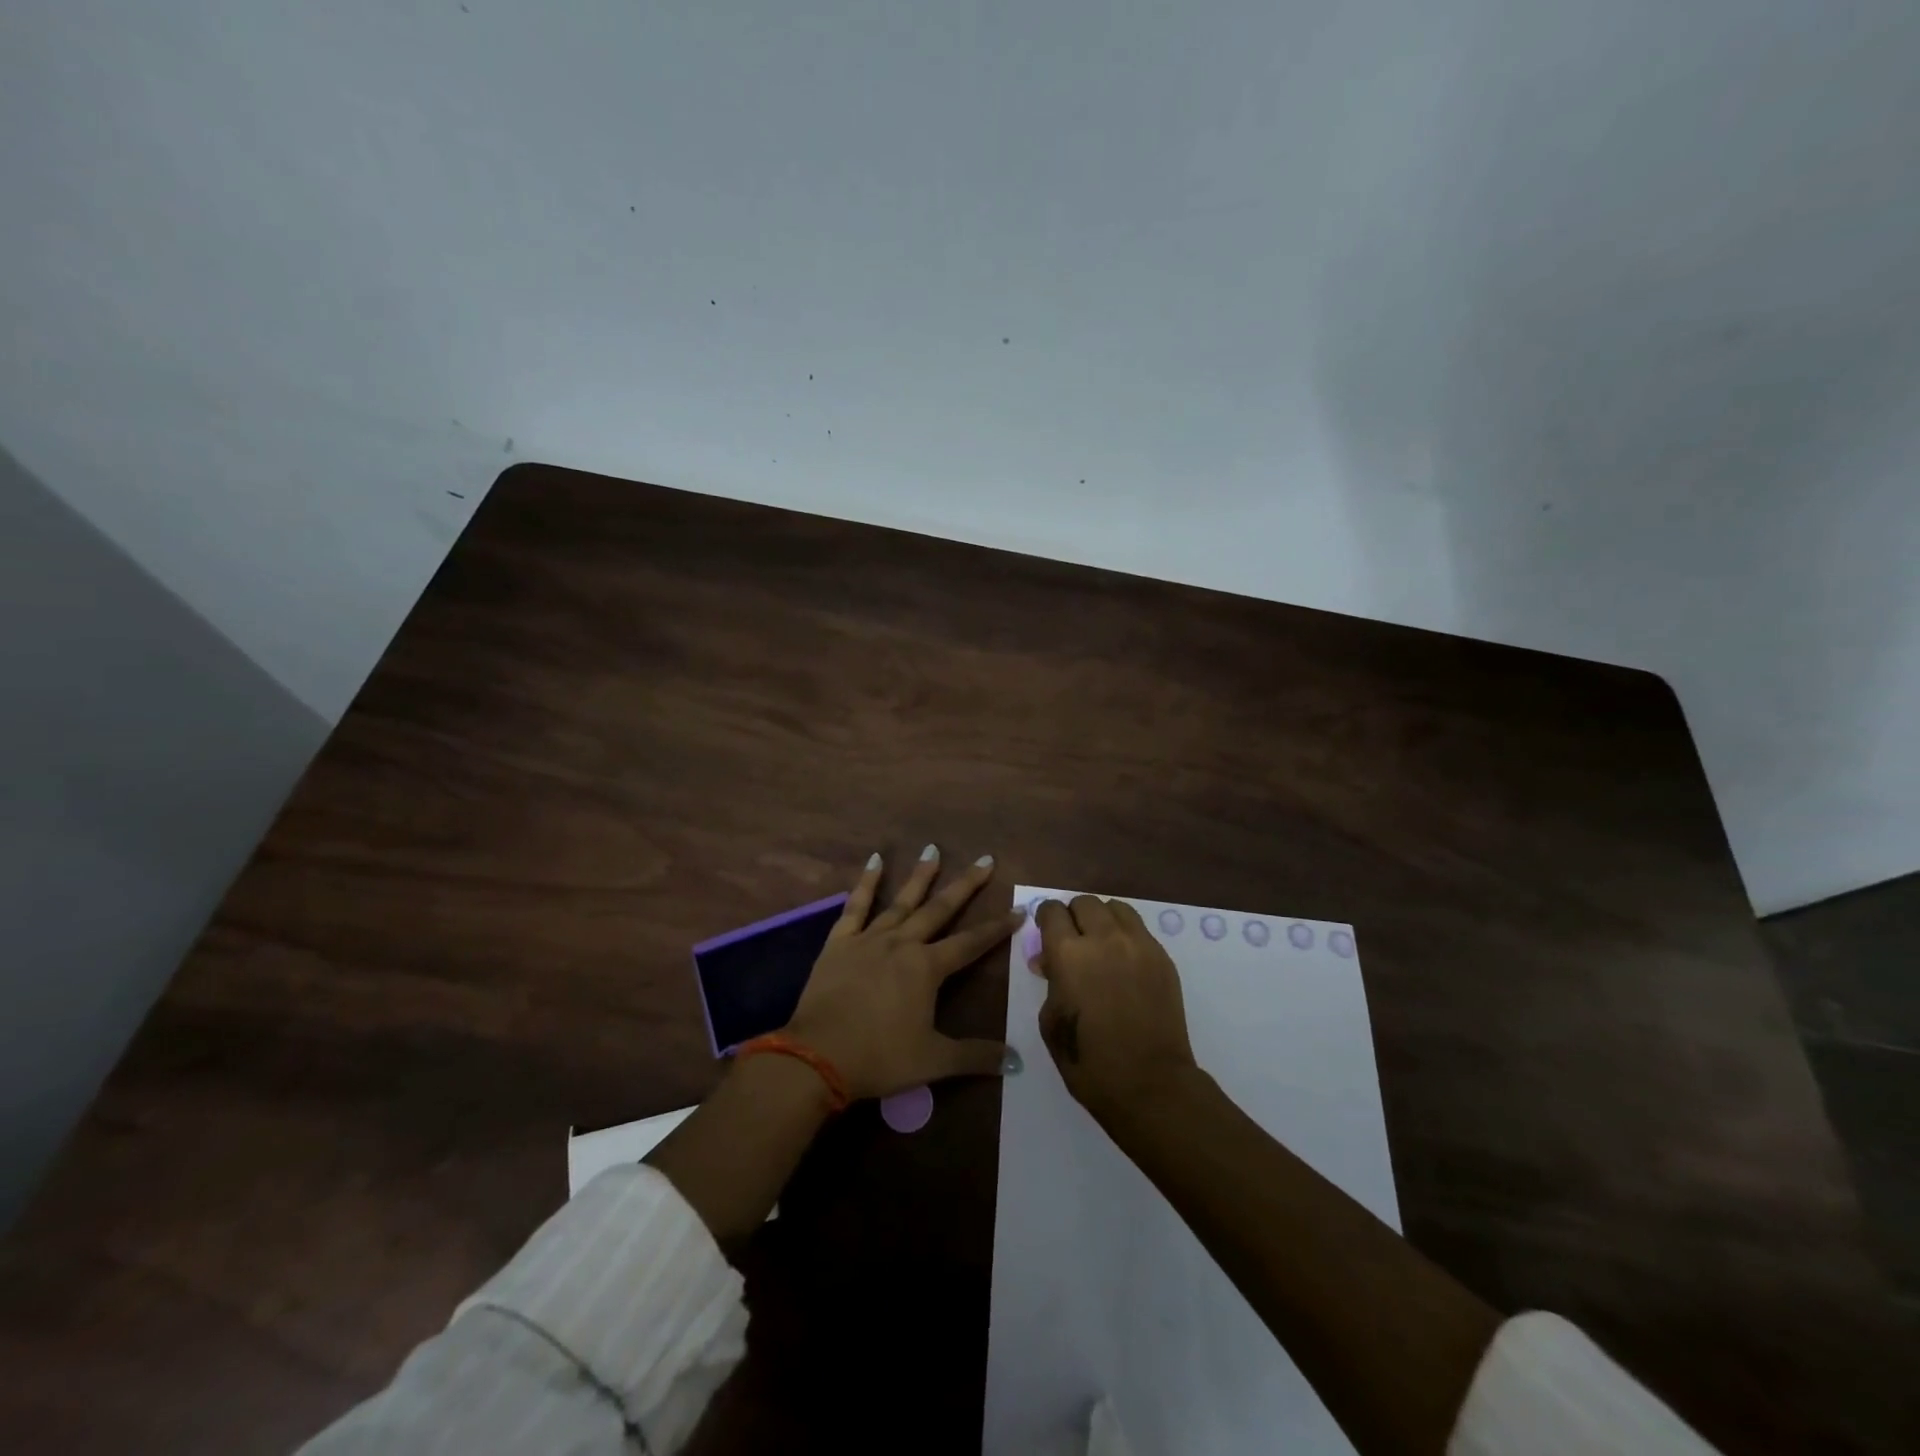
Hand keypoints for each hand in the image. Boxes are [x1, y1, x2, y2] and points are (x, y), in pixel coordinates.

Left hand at [783, 848, 1024, 1100]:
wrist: (816, 1057)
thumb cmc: (879, 1058)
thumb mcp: (933, 1061)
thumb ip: (975, 1056)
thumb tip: (1016, 1061)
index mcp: (927, 968)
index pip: (971, 943)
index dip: (997, 928)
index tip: (1018, 910)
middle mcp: (902, 943)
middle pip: (940, 909)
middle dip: (965, 885)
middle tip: (985, 860)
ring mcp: (869, 938)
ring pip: (901, 901)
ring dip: (920, 876)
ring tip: (933, 849)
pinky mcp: (840, 942)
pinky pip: (856, 906)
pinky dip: (866, 882)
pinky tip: (875, 861)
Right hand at [1030, 896, 1199, 1124]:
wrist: (1150, 1084)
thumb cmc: (1088, 1061)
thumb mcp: (1051, 1021)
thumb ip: (1050, 981)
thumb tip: (1051, 962)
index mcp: (1068, 953)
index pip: (1052, 910)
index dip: (1045, 919)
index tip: (1046, 933)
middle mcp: (1104, 938)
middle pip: (1085, 902)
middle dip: (1074, 916)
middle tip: (1072, 941)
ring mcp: (1139, 945)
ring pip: (1116, 908)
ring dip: (1102, 920)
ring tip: (1101, 945)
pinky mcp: (1163, 958)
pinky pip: (1139, 930)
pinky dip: (1126, 936)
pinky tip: (1124, 963)